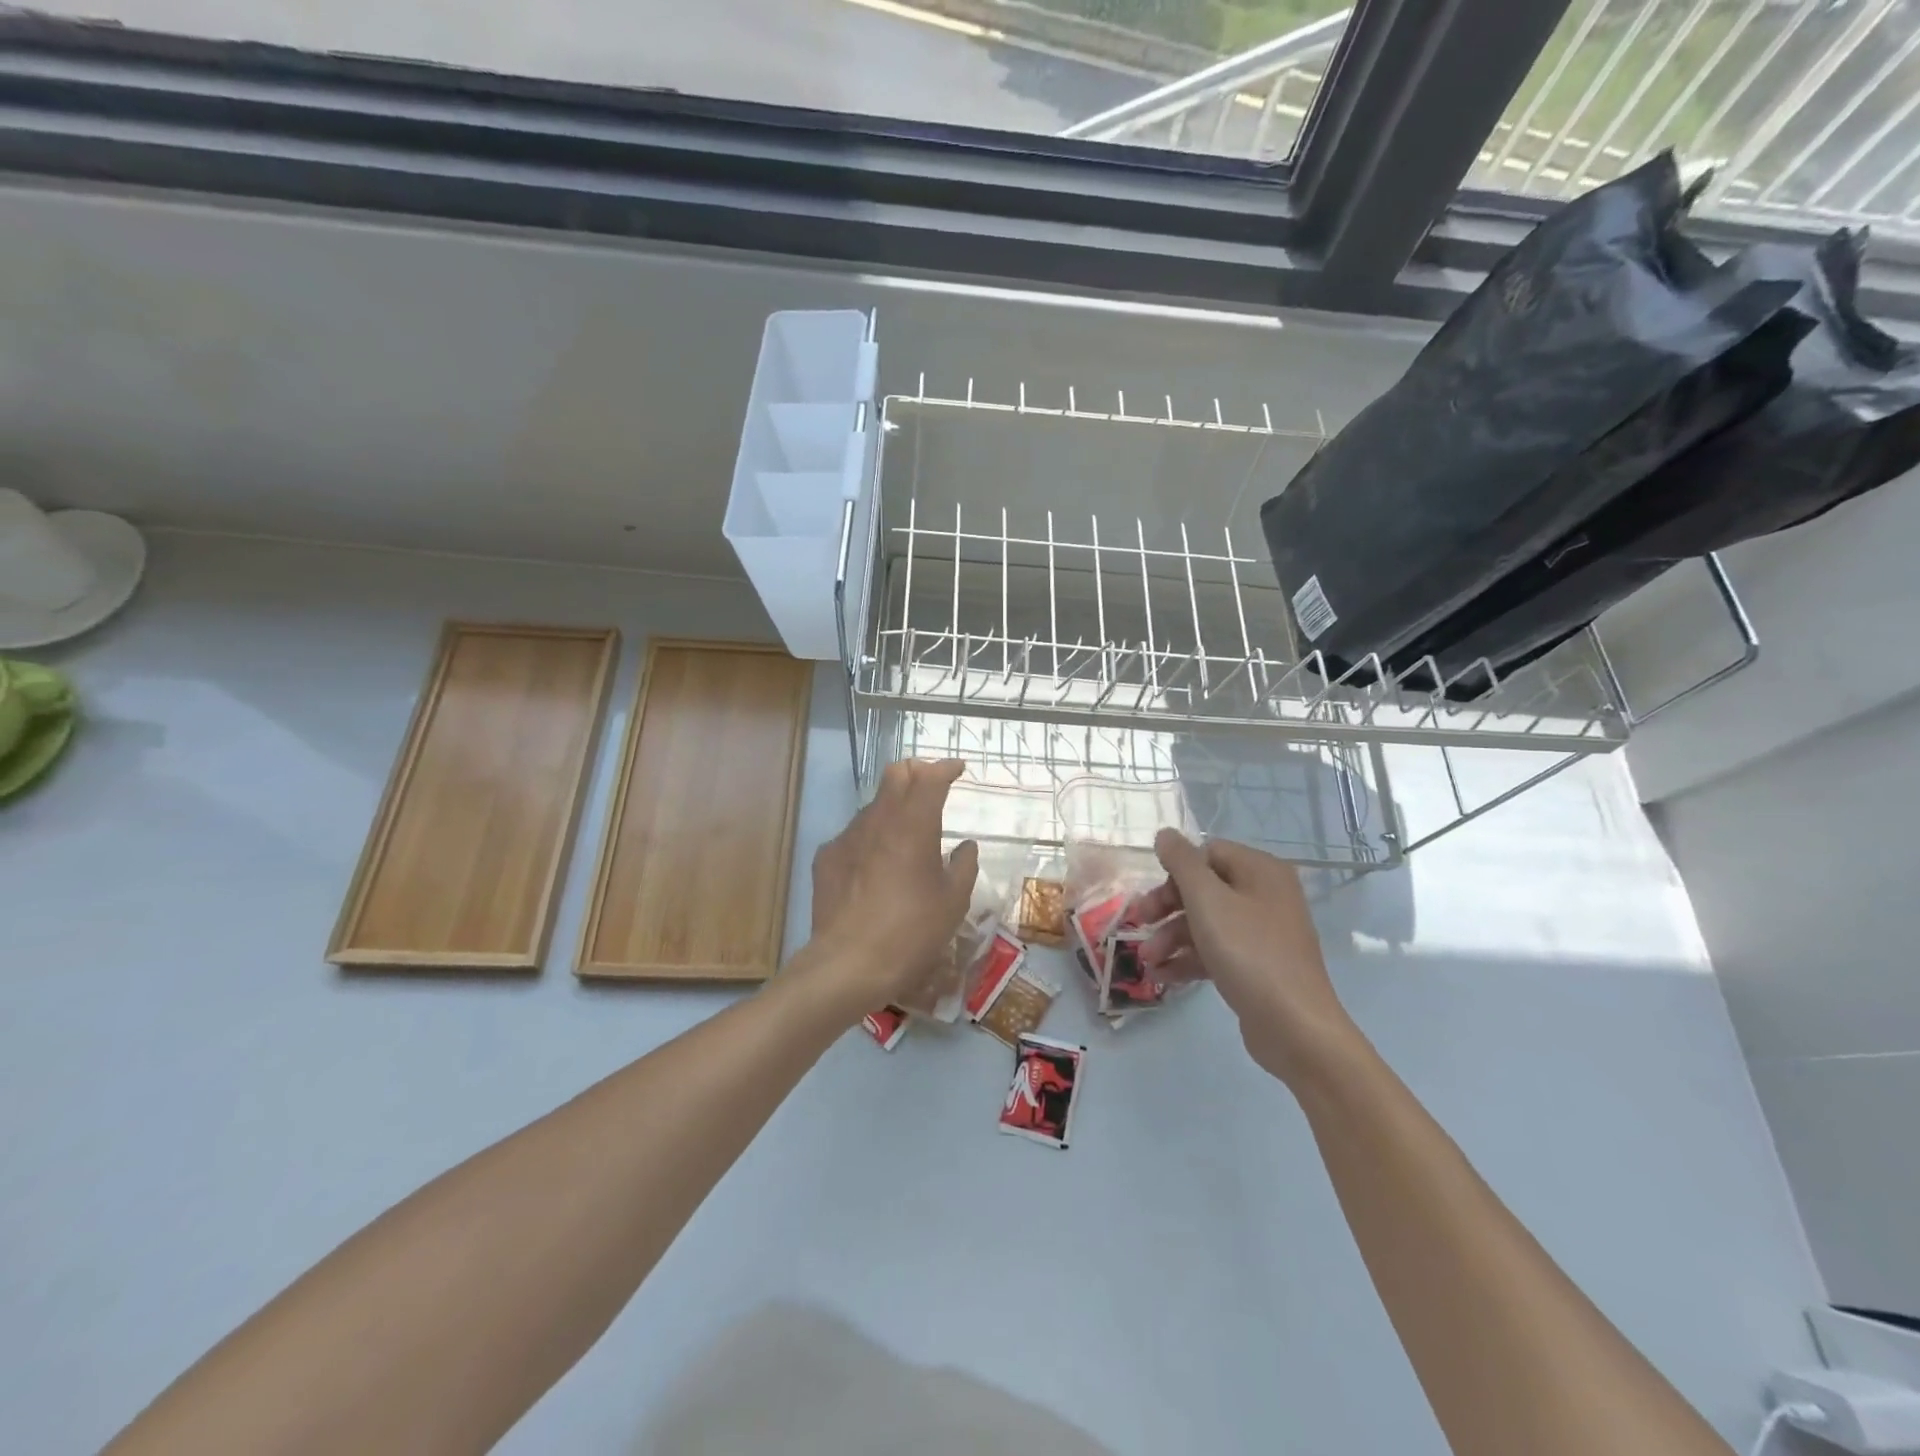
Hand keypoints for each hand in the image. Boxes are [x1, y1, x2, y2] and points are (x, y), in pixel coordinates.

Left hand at [802, 760, 979, 1020]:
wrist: (849, 964)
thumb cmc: (913, 931)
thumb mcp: (953, 901)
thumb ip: (964, 866)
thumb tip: (965, 846)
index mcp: (914, 823)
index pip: (931, 776)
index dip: (946, 768)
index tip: (958, 769)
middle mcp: (878, 819)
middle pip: (895, 774)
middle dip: (916, 772)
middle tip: (931, 787)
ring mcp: (847, 836)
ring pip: (873, 805)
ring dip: (893, 808)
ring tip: (905, 835)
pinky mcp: (826, 857)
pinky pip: (853, 835)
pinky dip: (871, 838)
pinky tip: (875, 866)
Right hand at [1134, 830, 1357, 1084]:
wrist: (1295, 1027)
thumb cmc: (1248, 952)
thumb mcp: (1207, 900)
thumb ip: (1182, 861)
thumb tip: (1165, 833)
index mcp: (1260, 870)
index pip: (1207, 853)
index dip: (1175, 872)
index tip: (1153, 897)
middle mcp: (1265, 895)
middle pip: (1204, 888)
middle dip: (1167, 909)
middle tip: (1138, 924)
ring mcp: (1263, 932)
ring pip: (1207, 922)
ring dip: (1171, 938)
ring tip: (1147, 960)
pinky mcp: (1258, 965)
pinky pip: (1217, 950)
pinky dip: (1189, 959)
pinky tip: (1162, 976)